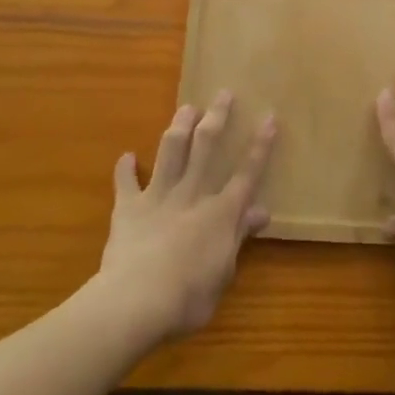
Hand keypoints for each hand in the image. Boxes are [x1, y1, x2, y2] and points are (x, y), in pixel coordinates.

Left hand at [97, 91, 274, 344]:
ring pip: (172, 151)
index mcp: (220, 212)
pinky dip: (125, 169)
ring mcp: (159, 196)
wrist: (136, 300)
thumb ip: (239, 237)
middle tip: (223, 93)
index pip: (246, 173)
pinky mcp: (129, 207)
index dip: (260, 146)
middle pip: (207, 147)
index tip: (269, 117)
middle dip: (217, 118)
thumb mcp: (224, 272)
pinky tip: (126, 156)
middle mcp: (192, 194)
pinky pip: (126, 182)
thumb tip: (262, 211)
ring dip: (180, 127)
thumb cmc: (189, 296)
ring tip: (186, 107)